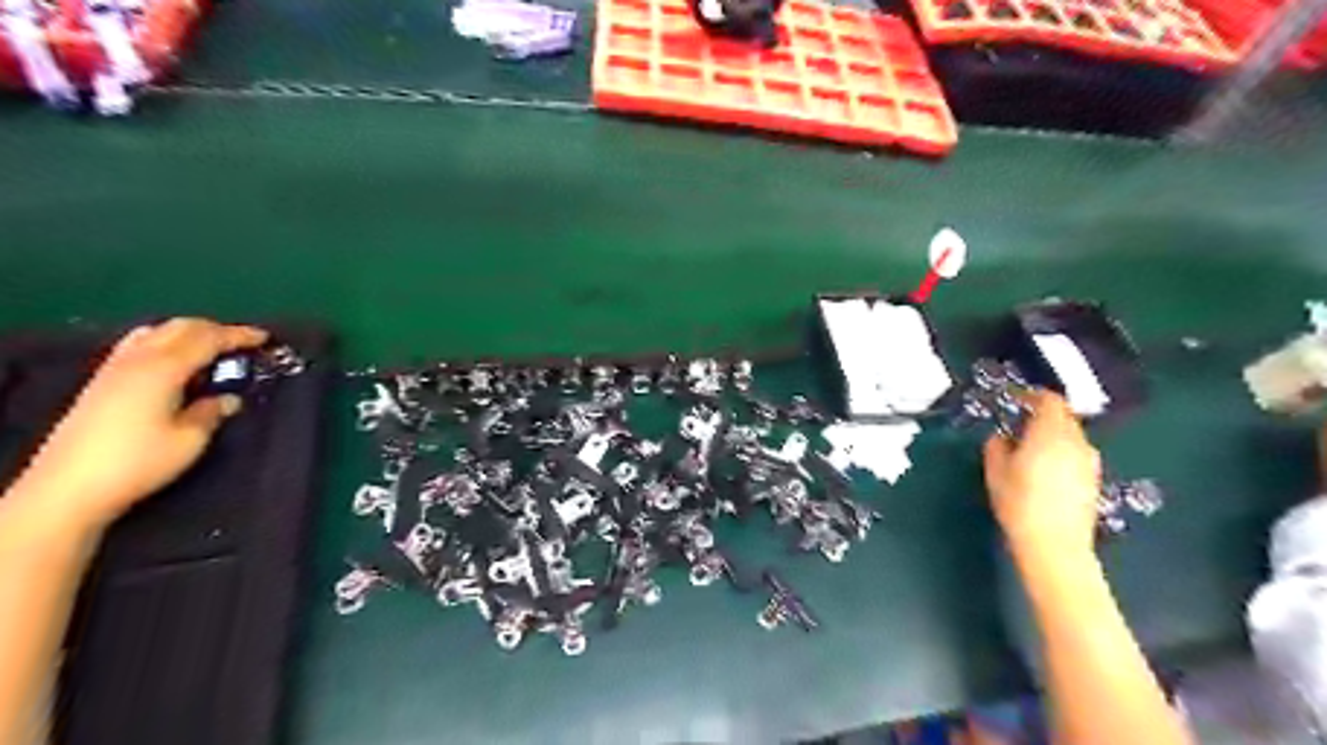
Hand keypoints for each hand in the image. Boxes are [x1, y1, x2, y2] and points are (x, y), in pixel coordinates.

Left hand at [8, 316, 263, 532]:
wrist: (70, 487)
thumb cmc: (139, 462)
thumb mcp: (190, 440)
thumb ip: (212, 412)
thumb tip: (228, 398)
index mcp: (164, 369)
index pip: (207, 339)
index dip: (238, 336)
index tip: (266, 338)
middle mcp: (138, 360)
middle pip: (180, 328)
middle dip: (215, 330)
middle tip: (242, 344)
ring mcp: (115, 368)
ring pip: (157, 332)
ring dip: (189, 334)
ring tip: (211, 350)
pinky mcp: (102, 381)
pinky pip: (139, 344)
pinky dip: (165, 342)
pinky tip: (174, 361)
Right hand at [985, 389, 1098, 551]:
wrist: (1055, 546)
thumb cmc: (1019, 503)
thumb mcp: (995, 471)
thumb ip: (996, 446)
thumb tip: (1001, 438)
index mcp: (1050, 433)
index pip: (1049, 400)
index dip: (1031, 396)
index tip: (1015, 400)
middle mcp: (1076, 442)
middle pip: (1063, 416)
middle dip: (1042, 416)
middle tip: (1019, 425)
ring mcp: (1089, 462)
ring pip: (1071, 436)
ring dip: (1052, 435)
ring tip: (1030, 449)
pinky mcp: (1094, 481)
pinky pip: (1076, 455)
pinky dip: (1061, 453)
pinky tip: (1045, 471)